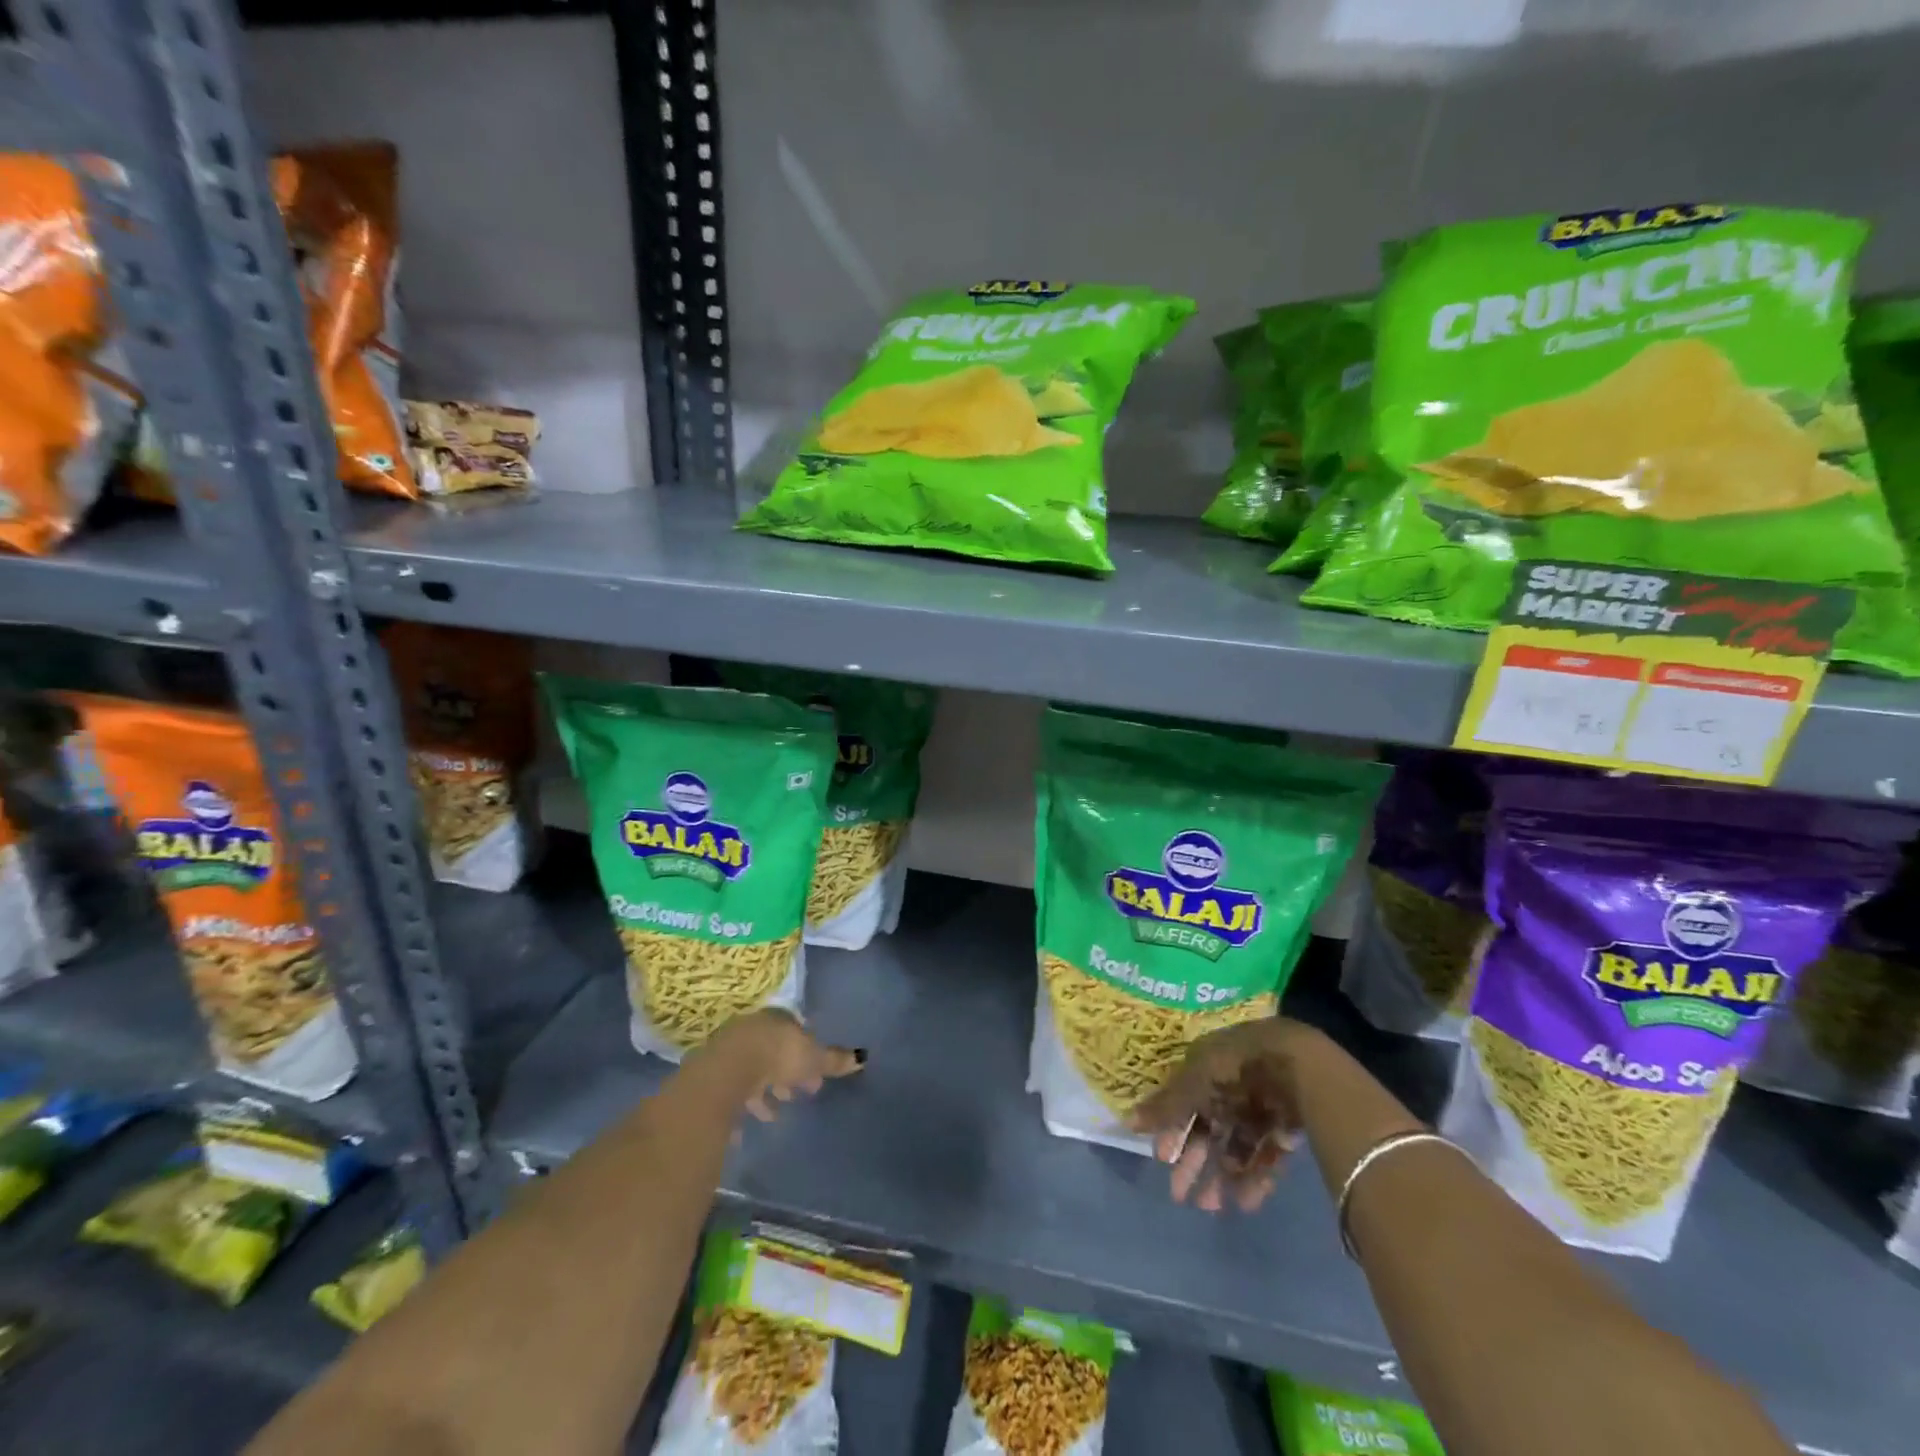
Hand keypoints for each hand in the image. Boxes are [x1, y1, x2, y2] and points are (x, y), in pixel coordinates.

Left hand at [700, 1008, 864, 1123]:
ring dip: (767, 1087)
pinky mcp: (715, 1074)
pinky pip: (737, 1087)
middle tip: (800, 1092)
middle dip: (788, 1070)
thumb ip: (834, 1060)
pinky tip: (755, 1120)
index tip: (816, 1074)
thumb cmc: (777, 1056)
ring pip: (755, 1068)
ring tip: (778, 1111)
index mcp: (778, 1018)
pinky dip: (748, 1102)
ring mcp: (731, 1050)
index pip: (796, 1030)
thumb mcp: (813, 1058)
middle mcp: (753, 1028)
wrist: (727, 1071)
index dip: (808, 1052)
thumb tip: (862, 1058)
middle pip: (775, 1049)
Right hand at [1128, 1018, 1315, 1213]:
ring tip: (1214, 1208)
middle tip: (1182, 1197)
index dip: (1173, 1131)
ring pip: (1236, 1147)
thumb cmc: (1236, 1069)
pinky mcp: (1286, 1126)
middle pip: (1209, 1129)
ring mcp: (1261, 1107)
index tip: (1162, 1159)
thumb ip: (1166, 1107)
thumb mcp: (1194, 1084)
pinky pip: (1266, 1155)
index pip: (1185, 1103)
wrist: (1298, 1064)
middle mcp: (1232, 1087)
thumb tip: (1127, 1122)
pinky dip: (1255, 1178)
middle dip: (1195, 1162)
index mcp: (1207, 1068)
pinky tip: (1246, 1202)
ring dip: (1223, 1177)